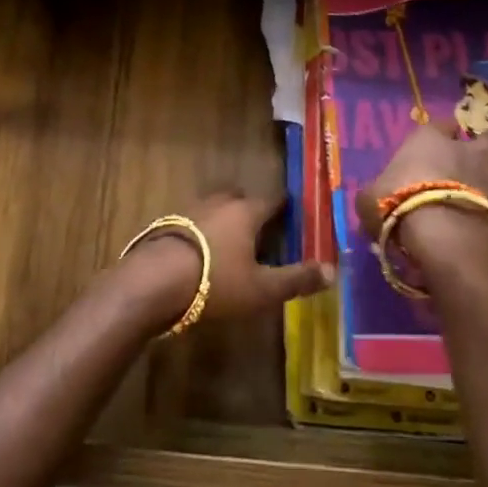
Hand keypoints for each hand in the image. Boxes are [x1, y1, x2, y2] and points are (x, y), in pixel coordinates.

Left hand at [119, 191, 332, 332]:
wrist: (153, 282)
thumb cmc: (215, 282)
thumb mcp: (262, 289)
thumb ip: (296, 279)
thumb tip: (333, 270)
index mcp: (246, 212)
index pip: (272, 200)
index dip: (284, 207)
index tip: (292, 213)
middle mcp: (218, 203)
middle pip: (239, 198)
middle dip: (250, 209)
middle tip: (260, 229)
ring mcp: (188, 211)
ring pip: (213, 208)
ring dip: (223, 220)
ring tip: (230, 242)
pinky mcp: (165, 226)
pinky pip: (191, 223)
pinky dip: (200, 233)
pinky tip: (200, 253)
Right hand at [354, 121, 487, 285]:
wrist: (443, 234)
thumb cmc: (398, 204)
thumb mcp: (369, 199)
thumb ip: (376, 194)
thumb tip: (374, 201)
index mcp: (430, 142)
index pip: (441, 124)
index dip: (442, 131)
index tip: (441, 138)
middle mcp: (469, 154)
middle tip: (485, 158)